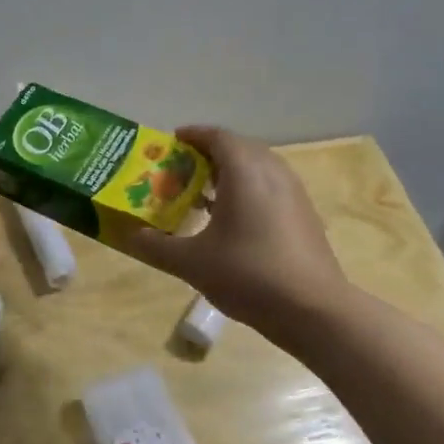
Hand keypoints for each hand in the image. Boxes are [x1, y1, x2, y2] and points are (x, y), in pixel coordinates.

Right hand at [123, 126, 349, 339]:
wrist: (312, 308)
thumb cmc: (247, 274)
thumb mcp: (191, 263)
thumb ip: (156, 246)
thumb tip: (132, 236)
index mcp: (245, 172)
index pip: (217, 136)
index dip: (193, 135)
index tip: (171, 142)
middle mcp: (273, 172)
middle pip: (239, 148)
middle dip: (209, 154)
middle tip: (182, 171)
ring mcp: (294, 193)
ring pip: (258, 168)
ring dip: (231, 173)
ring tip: (204, 195)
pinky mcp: (305, 215)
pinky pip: (271, 188)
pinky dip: (249, 191)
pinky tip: (234, 221)